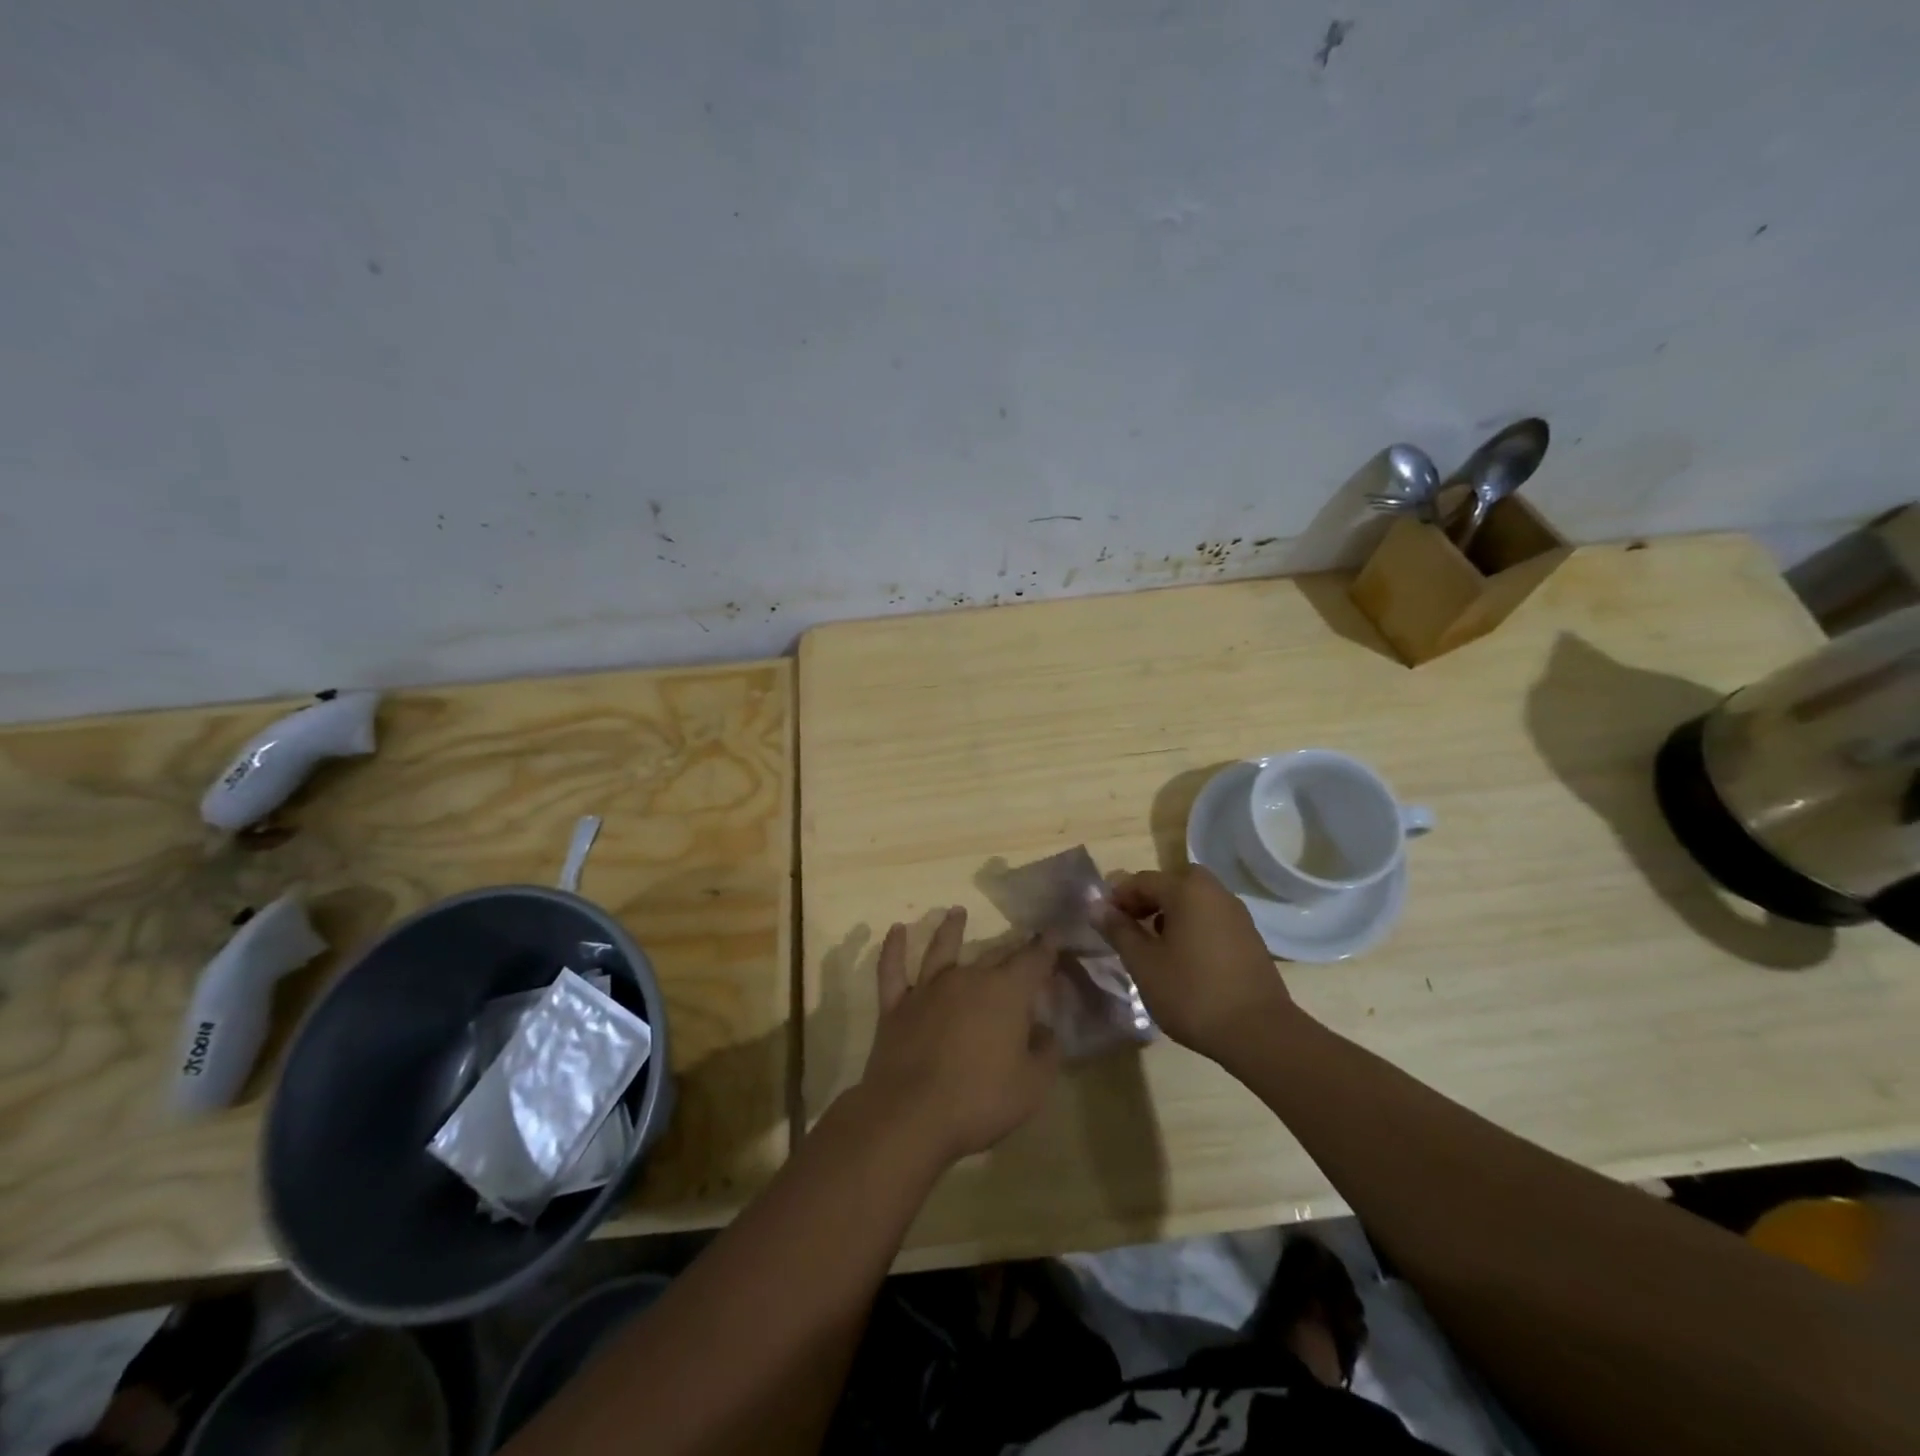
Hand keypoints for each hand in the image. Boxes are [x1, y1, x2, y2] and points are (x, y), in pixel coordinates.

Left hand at [859, 907, 1060, 1165]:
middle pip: (993, 954)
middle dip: (1011, 947)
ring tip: (956, 911)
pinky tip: (895, 930)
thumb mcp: (1032, 1086)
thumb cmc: (980, 1101)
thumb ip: (1046, 1052)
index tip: (1053, 935)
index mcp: (1005, 993)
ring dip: (951, 928)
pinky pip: (892, 969)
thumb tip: (1045, 1030)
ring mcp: (927, 989)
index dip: (1046, 948)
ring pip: (941, 949)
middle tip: (1021, 941)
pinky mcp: (895, 1006)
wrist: (911, 1115)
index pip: (1033, 961)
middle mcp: (967, 979)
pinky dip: (893, 948)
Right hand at [1094, 867, 1297, 1060]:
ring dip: (1171, 914)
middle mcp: (1215, 892)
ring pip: (1194, 901)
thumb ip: (1118, 930)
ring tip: (1154, 947)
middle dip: (1147, 900)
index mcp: (1187, 890)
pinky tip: (1184, 960)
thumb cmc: (1192, 993)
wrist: (1259, 1033)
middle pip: (1172, 884)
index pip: (1143, 881)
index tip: (1103, 922)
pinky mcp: (1250, 938)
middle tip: (1130, 928)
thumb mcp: (1143, 963)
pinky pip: (1211, 919)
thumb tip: (1097, 906)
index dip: (1118, 898)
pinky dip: (1193, 927)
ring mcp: (1237, 914)